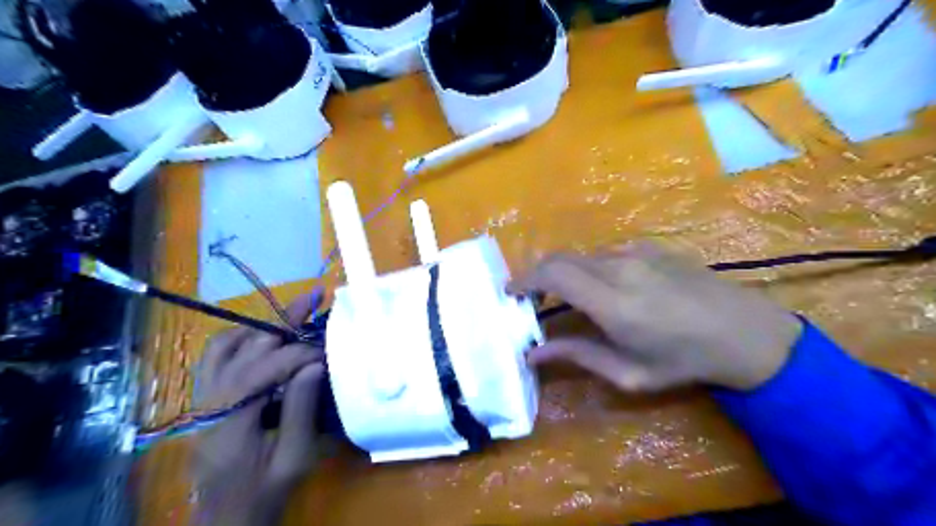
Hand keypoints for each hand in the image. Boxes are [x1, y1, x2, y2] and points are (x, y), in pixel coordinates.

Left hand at [190, 293, 326, 523]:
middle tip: (314, 297)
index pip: (264, 369)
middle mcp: (209, 403)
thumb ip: (300, 411)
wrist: (225, 520)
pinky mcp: (205, 401)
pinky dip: (240, 340)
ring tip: (290, 312)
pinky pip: (215, 358)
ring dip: (259, 325)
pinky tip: (263, 337)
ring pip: (223, 347)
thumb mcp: (293, 458)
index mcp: (231, 421)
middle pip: (244, 348)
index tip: (329, 349)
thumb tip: (313, 366)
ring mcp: (202, 400)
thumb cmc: (265, 493)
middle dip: (283, 320)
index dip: (299, 353)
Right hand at [515, 239, 799, 389]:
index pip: (552, 274)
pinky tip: (606, 288)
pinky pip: (607, 253)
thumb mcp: (628, 373)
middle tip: (532, 298)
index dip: (524, 279)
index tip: (511, 293)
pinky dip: (591, 268)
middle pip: (560, 258)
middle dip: (538, 274)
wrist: (745, 333)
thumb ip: (577, 356)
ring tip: (569, 298)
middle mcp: (619, 268)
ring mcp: (636, 253)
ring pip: (583, 255)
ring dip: (566, 272)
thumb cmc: (685, 362)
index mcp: (612, 302)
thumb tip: (533, 353)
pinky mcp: (651, 247)